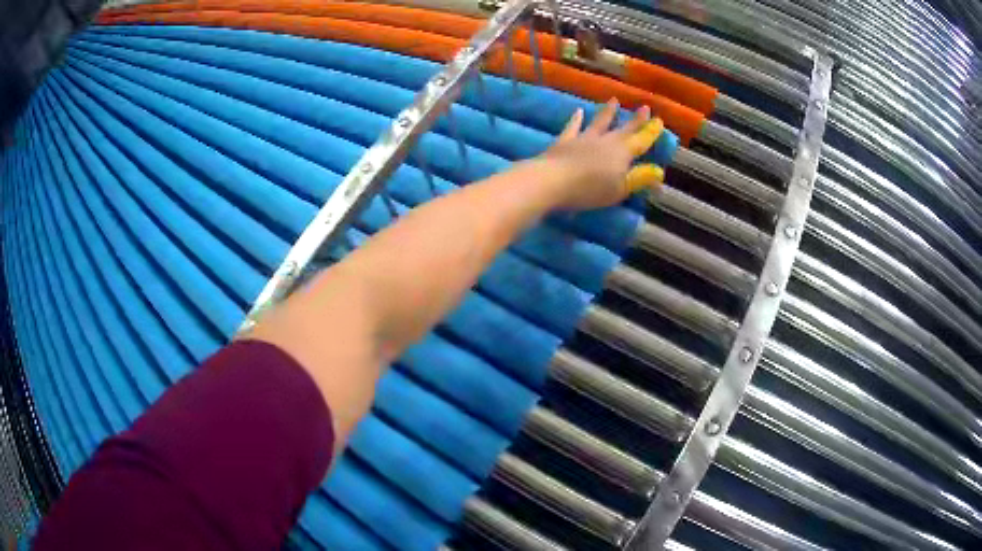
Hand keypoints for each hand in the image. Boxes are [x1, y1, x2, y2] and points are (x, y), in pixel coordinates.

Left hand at [539, 98, 664, 210]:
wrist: (552, 180)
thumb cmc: (590, 190)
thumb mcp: (619, 189)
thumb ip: (639, 179)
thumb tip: (659, 171)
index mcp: (622, 153)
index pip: (641, 141)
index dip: (650, 132)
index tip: (658, 120)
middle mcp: (605, 141)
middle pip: (624, 129)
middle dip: (635, 120)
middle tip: (644, 107)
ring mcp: (584, 138)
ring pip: (600, 122)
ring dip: (608, 112)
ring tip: (614, 100)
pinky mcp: (565, 141)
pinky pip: (573, 127)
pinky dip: (576, 119)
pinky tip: (578, 111)